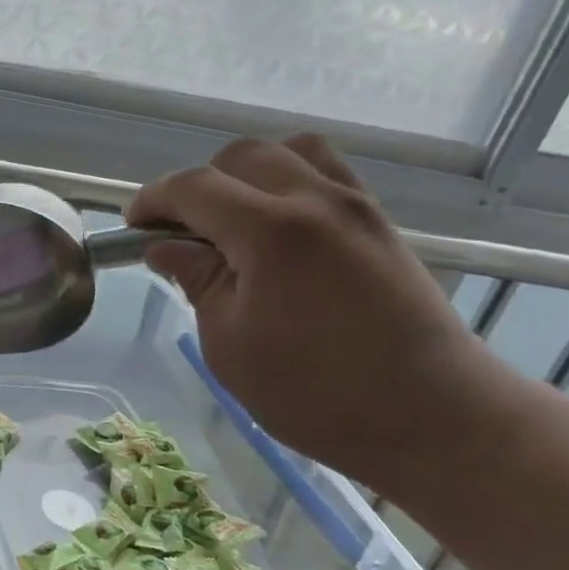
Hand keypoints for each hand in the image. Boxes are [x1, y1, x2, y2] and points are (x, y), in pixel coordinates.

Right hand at [126, 135, 522, 482]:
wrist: (435, 417)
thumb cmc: (317, 392)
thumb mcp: (230, 344)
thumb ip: (196, 280)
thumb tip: (165, 247)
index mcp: (271, 231)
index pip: (193, 188)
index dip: (152, 200)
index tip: (133, 227)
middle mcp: (315, 200)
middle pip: (238, 157)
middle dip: (197, 186)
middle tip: (181, 232)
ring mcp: (355, 206)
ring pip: (288, 151)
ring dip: (247, 175)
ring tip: (234, 221)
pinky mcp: (379, 222)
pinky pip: (326, 172)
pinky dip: (290, 181)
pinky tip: (280, 227)